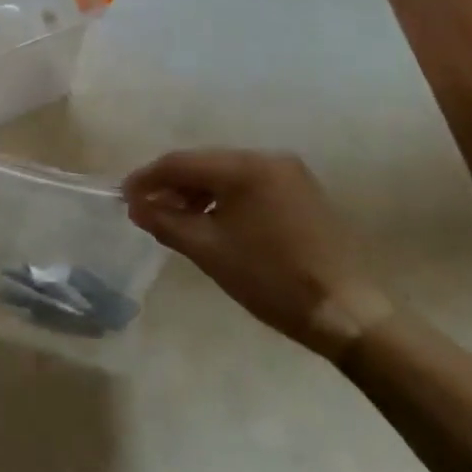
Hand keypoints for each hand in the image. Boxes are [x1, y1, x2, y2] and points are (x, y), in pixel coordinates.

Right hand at [122, 149, 391, 358]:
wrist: (347, 312)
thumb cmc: (271, 278)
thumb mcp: (209, 251)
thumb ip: (167, 222)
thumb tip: (136, 207)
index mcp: (245, 166)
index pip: (181, 162)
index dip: (147, 179)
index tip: (123, 198)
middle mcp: (267, 158)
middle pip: (204, 163)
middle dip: (171, 185)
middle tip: (145, 209)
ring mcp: (289, 174)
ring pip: (226, 174)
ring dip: (197, 192)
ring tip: (174, 218)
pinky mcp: (301, 192)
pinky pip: (249, 185)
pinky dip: (223, 198)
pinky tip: (211, 220)